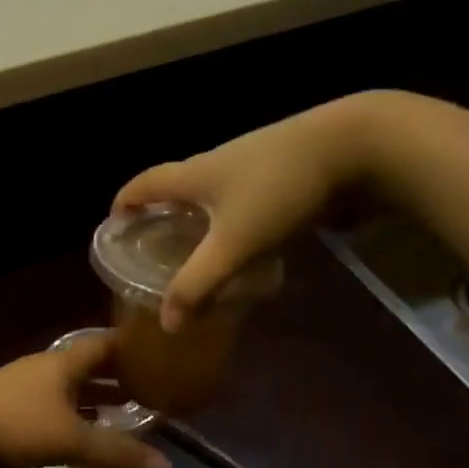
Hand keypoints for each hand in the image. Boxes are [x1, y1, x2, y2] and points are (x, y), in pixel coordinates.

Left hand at [0, 333, 170, 467]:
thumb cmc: (16, 424)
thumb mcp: (73, 440)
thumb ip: (119, 454)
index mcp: (63, 362)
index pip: (104, 344)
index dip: (131, 347)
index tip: (158, 353)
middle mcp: (45, 369)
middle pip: (88, 368)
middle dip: (117, 379)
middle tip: (149, 391)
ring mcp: (24, 390)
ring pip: (68, 391)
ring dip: (94, 402)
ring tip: (122, 417)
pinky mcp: (9, 412)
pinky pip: (51, 410)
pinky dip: (71, 420)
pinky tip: (80, 440)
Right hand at [113, 95, 387, 331]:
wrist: (354, 145)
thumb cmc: (280, 190)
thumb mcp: (235, 243)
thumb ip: (199, 283)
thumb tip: (167, 322)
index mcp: (193, 174)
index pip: (142, 184)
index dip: (123, 203)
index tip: (114, 227)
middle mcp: (215, 161)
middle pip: (174, 185)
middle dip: (159, 213)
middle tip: (154, 246)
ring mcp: (250, 160)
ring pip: (210, 190)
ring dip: (196, 215)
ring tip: (196, 248)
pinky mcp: (281, 167)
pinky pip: (241, 194)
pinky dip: (230, 216)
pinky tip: (247, 240)